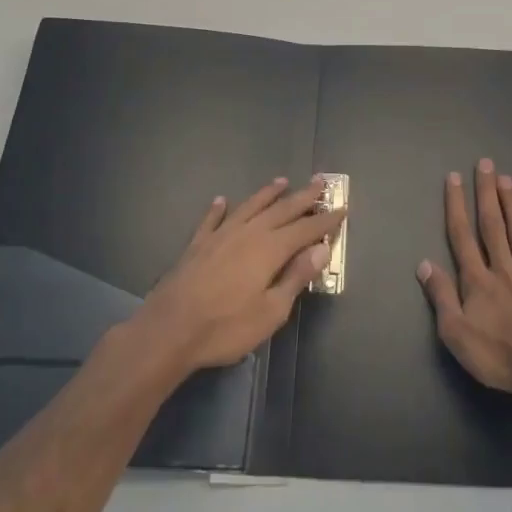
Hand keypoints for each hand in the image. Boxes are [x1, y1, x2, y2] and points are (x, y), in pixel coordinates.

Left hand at [137, 178, 340, 373]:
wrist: (169, 329)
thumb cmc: (226, 327)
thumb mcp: (271, 311)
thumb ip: (296, 277)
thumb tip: (321, 249)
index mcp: (270, 249)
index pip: (305, 229)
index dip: (325, 219)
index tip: (342, 207)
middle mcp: (248, 233)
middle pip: (281, 210)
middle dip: (303, 197)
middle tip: (320, 182)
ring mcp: (220, 235)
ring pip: (250, 207)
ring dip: (267, 194)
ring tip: (281, 181)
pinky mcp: (197, 245)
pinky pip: (211, 220)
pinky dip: (218, 209)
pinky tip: (221, 200)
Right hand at [417, 158, 511, 398]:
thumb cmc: (498, 357)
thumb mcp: (456, 334)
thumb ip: (441, 296)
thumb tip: (424, 263)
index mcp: (478, 281)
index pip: (462, 237)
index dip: (456, 206)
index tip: (454, 178)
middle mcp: (504, 271)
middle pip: (492, 226)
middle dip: (486, 194)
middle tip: (486, 164)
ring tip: (508, 180)